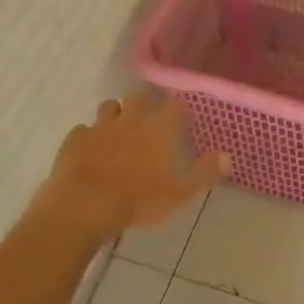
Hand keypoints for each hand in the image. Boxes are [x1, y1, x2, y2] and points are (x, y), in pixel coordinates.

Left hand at [40, 92, 227, 237]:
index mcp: (159, 130)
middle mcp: (131, 119)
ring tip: (118, 129)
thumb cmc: (138, 201)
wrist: (84, 206)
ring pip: (109, 106)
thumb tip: (227, 156)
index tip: (181, 117)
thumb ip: (203, 173)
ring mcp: (100, 126)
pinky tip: (89, 149)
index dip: (178, 109)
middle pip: (140, 97)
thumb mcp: (179, 194)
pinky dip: (88, 135)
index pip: (174, 106)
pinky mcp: (75, 138)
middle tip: (148, 117)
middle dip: (145, 102)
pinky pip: (83, 129)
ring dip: (115, 114)